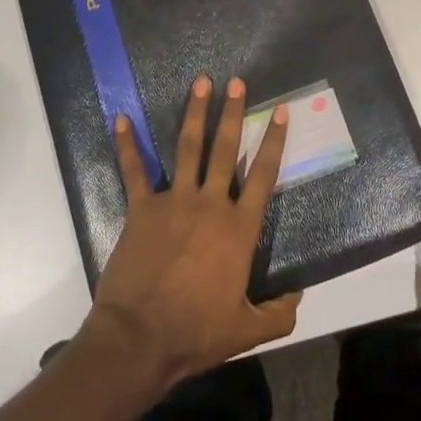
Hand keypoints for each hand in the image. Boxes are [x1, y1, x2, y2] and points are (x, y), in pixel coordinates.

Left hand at [86, 75, 298, 388]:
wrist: (141, 339)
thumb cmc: (196, 333)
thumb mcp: (247, 332)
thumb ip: (278, 313)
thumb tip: (299, 295)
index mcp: (238, 228)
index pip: (263, 175)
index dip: (273, 140)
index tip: (279, 110)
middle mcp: (210, 204)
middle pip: (225, 149)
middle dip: (233, 112)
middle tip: (237, 81)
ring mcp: (174, 200)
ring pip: (188, 147)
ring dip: (195, 113)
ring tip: (201, 82)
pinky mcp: (142, 207)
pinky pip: (134, 170)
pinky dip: (127, 145)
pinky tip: (121, 119)